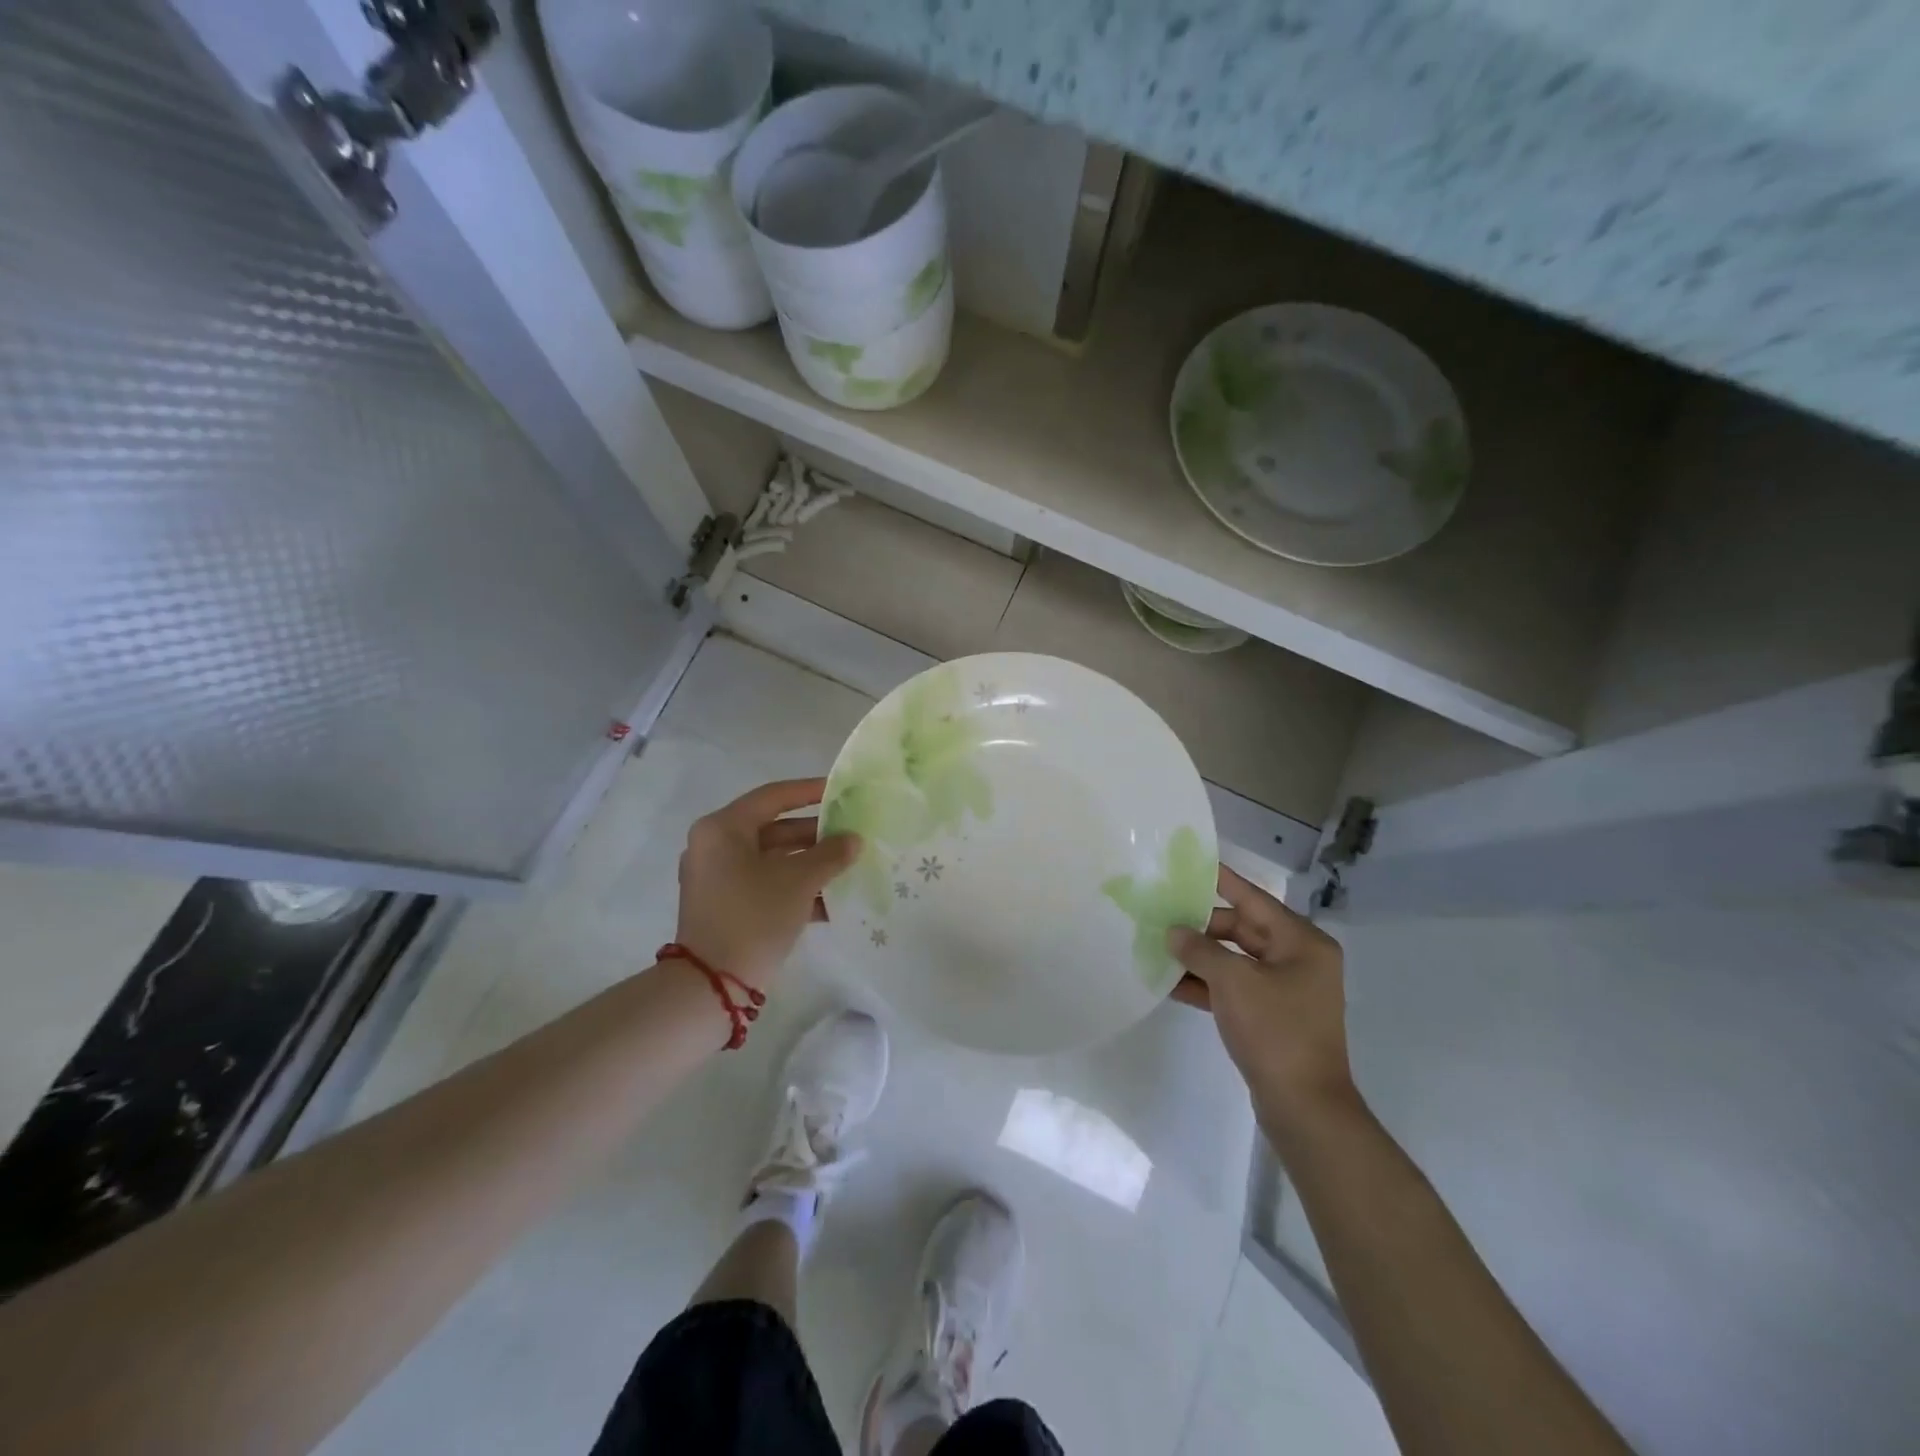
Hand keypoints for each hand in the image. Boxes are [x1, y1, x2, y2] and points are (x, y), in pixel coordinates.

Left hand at [674, 778, 860, 989]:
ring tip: (847, 867)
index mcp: (723, 829)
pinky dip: (794, 887)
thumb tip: (853, 840)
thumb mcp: (799, 881)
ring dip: (809, 863)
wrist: (712, 985)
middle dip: (815, 834)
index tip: (841, 791)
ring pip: (772, 859)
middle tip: (851, 835)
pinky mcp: (725, 906)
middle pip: (773, 829)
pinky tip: (830, 901)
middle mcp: (714, 847)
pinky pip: (765, 884)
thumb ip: (830, 854)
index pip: (773, 797)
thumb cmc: (754, 916)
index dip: (810, 791)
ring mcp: (717, 878)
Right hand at [1170, 865, 1360, 1135]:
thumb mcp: (1233, 982)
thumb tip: (1174, 931)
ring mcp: (1286, 990)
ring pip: (1235, 960)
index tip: (1191, 864)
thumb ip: (1199, 949)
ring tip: (1158, 948)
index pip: (1254, 899)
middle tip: (1161, 916)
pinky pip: (1234, 987)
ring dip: (1200, 957)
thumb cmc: (1275, 1031)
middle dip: (1202, 926)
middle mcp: (1298, 960)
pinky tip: (1171, 984)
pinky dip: (1207, 984)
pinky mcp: (1272, 1016)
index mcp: (1302, 942)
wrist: (1304, 1107)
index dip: (1222, 881)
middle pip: (1242, 929)